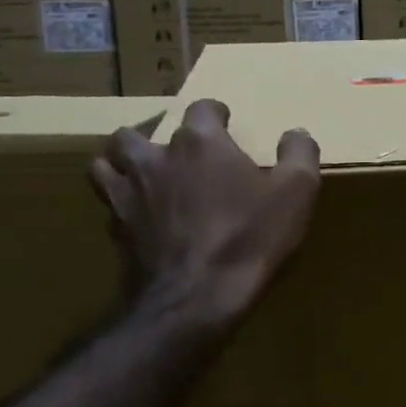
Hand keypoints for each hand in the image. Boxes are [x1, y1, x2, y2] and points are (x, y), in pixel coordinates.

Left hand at [91, 98, 320, 327]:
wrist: (196, 298)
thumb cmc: (248, 239)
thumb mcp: (296, 194)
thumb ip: (299, 154)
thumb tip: (297, 132)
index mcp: (200, 143)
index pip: (201, 108)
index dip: (215, 113)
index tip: (225, 123)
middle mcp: (156, 159)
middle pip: (137, 132)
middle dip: (154, 135)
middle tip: (175, 152)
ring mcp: (128, 194)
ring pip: (105, 163)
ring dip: (120, 163)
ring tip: (139, 174)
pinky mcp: (115, 230)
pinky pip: (108, 206)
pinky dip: (119, 205)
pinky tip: (137, 218)